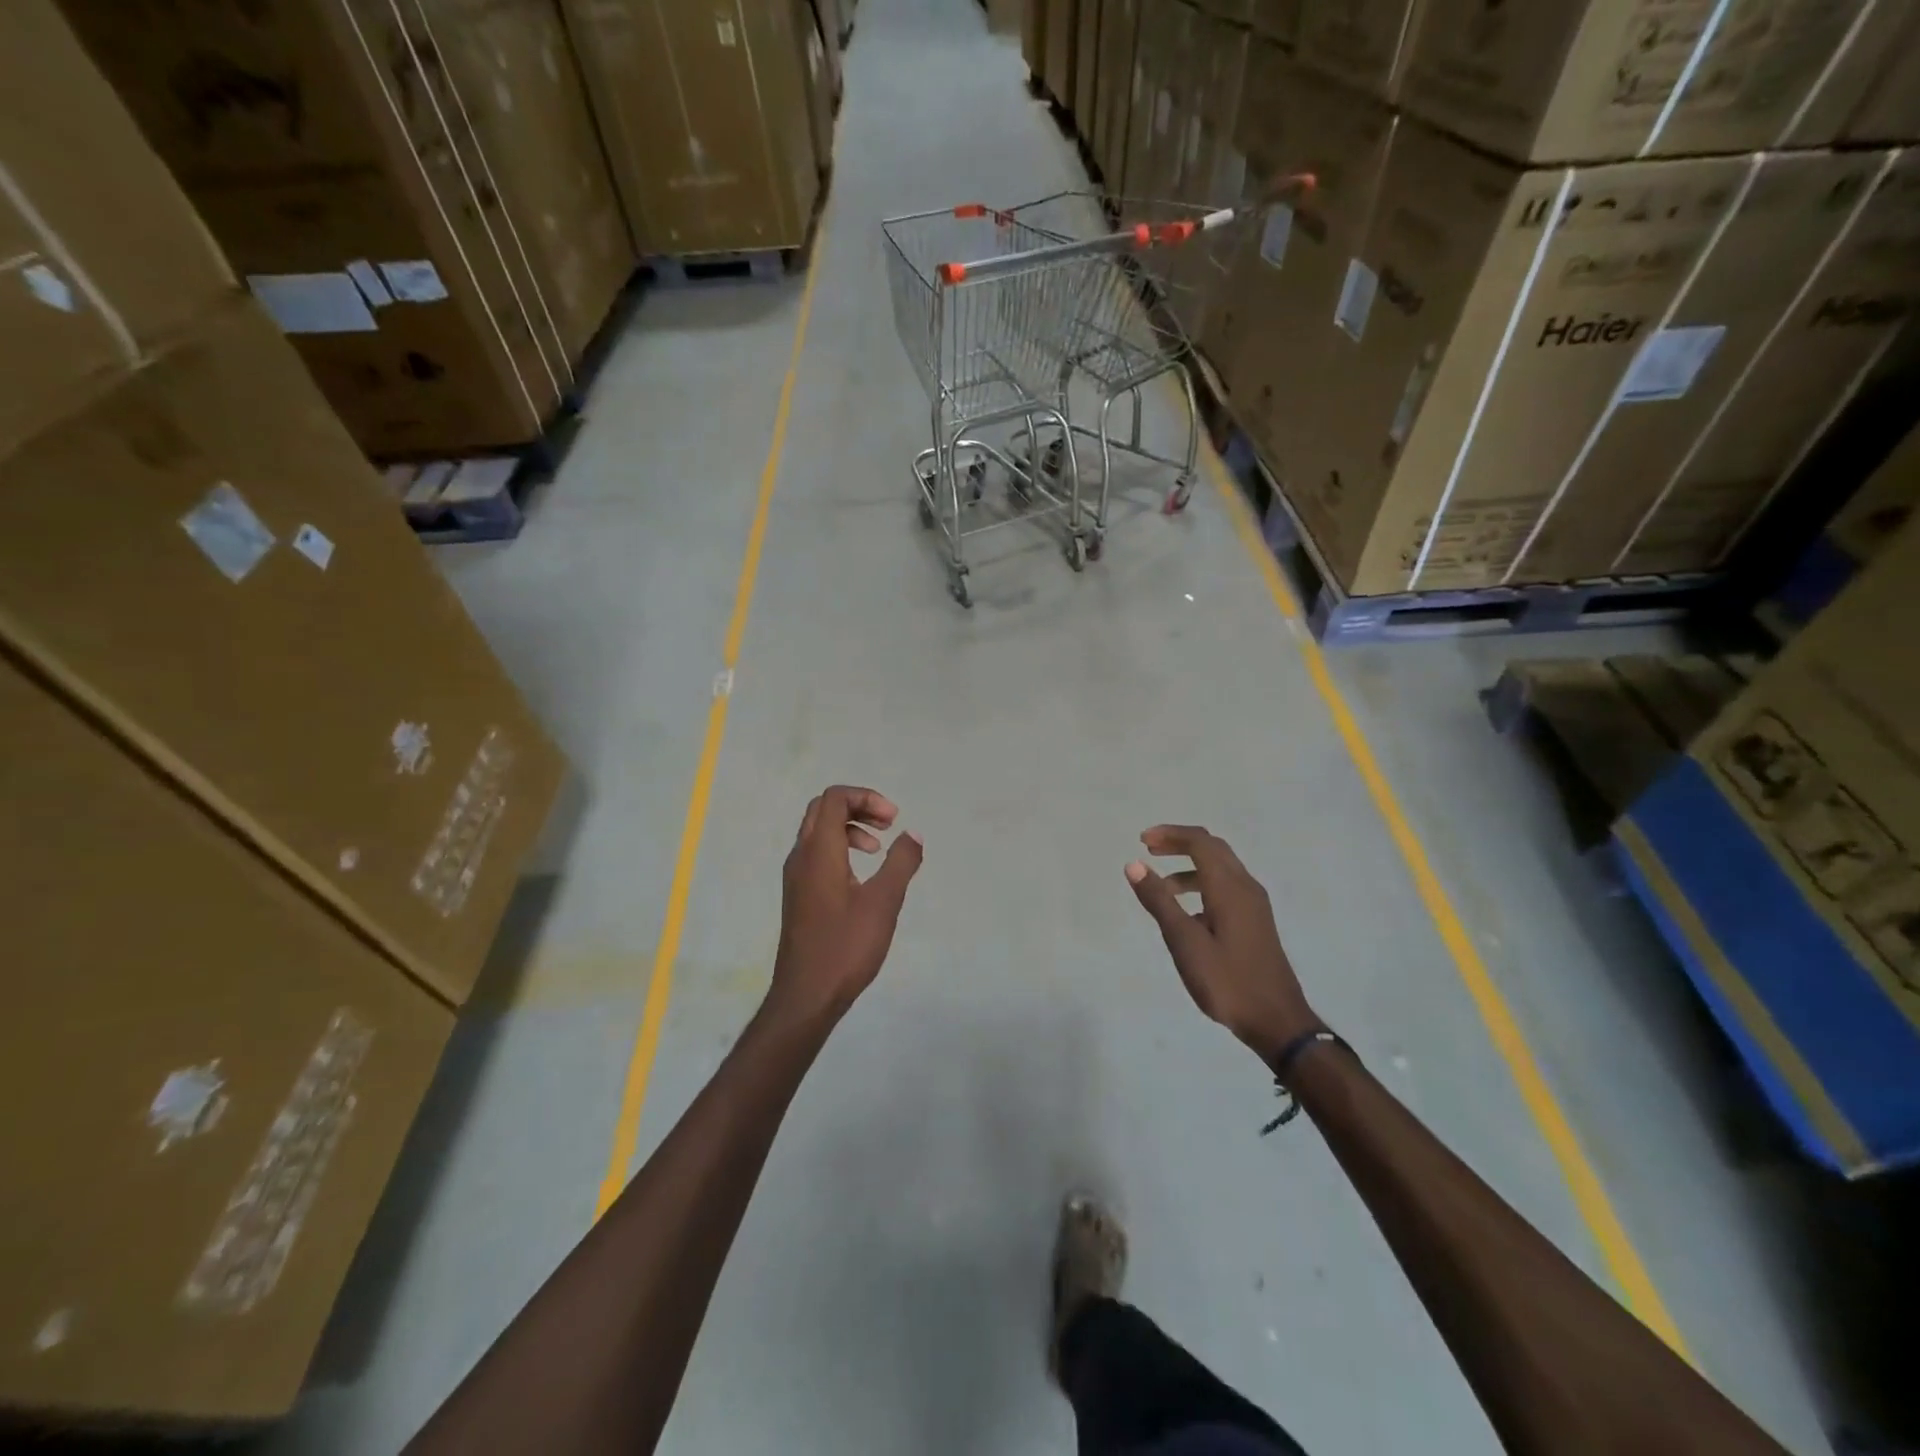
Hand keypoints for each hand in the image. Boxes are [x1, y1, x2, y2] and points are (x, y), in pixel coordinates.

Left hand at [769, 786, 923, 1024]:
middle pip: (823, 809)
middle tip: (888, 825)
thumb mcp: (884, 902)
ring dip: (850, 828)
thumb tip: (913, 834)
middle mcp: (801, 856)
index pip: (834, 798)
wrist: (807, 995)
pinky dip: (840, 848)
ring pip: (818, 831)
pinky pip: (816, 853)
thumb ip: (901, 862)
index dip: (866, 797)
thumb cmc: (846, 946)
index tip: (894, 820)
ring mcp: (796, 876)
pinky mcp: (799, 895)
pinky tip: (861, 876)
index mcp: (819, 851)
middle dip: (858, 807)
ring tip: (878, 849)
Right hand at [1125, 825, 1318, 1063]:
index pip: (1200, 842)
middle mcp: (1245, 887)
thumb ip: (1159, 901)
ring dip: (1189, 867)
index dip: (1170, 834)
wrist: (1277, 1021)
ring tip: (1162, 888)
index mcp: (1229, 888)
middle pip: (1213, 848)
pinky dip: (1202, 885)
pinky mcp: (1256, 922)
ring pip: (1220, 868)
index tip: (1141, 841)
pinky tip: (1187, 914)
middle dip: (1180, 843)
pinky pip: (1226, 888)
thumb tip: (1134, 864)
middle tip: (1149, 849)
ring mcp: (1254, 905)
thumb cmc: (1227, 981)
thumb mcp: (1185, 942)